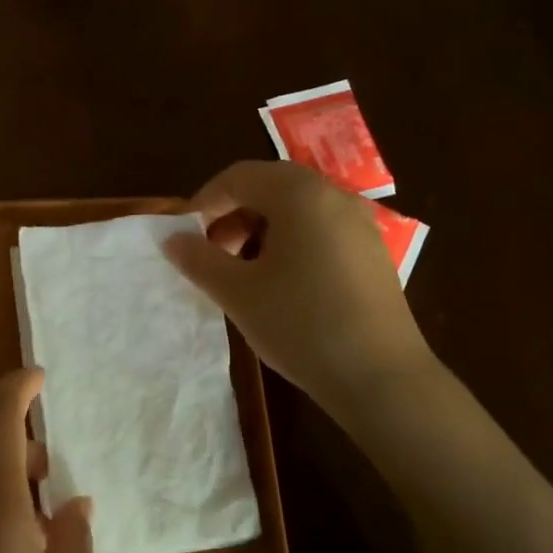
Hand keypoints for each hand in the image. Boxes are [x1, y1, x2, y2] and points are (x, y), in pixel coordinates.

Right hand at [165, 160, 435, 412]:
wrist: (380, 376)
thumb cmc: (300, 324)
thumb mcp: (238, 293)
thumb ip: (199, 259)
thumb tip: (172, 239)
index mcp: (300, 194)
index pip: (239, 176)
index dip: (204, 202)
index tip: (186, 239)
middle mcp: (334, 196)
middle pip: (270, 188)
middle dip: (232, 216)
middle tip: (213, 256)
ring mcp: (360, 224)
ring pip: (297, 211)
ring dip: (260, 231)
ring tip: (244, 274)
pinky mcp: (372, 253)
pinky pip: (321, 231)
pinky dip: (291, 244)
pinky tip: (282, 286)